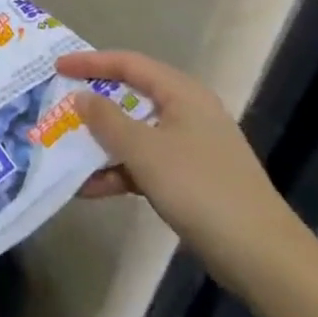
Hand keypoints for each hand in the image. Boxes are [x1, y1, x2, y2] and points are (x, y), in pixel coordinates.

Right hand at [56, 49, 312, 291]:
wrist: (259, 254)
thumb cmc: (199, 188)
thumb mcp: (144, 150)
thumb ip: (107, 119)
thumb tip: (80, 96)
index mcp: (182, 94)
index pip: (129, 64)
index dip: (91, 62)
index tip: (57, 67)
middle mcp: (187, 112)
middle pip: (131, 96)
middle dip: (93, 104)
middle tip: (58, 105)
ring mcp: (190, 146)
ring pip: (136, 133)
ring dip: (102, 144)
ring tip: (65, 151)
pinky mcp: (191, 178)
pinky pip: (145, 163)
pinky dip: (119, 171)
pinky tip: (90, 189)